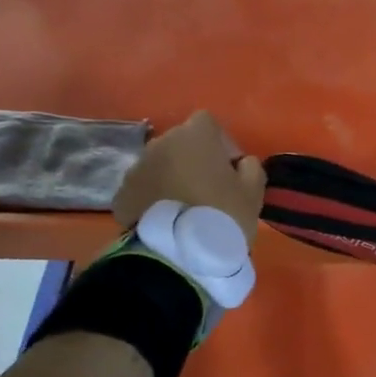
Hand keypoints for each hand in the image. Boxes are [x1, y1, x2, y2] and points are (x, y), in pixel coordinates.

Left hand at [111, 111, 265, 245]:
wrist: (177, 254)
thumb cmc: (222, 214)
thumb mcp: (253, 191)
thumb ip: (251, 167)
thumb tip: (242, 162)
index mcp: (194, 136)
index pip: (207, 123)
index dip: (220, 142)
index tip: (229, 169)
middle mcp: (160, 143)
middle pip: (180, 143)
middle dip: (193, 160)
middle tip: (208, 190)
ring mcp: (136, 168)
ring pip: (160, 165)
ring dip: (172, 178)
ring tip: (185, 208)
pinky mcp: (121, 194)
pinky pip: (143, 188)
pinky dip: (153, 198)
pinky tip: (166, 220)